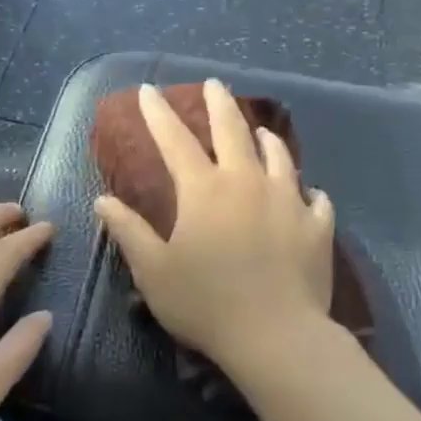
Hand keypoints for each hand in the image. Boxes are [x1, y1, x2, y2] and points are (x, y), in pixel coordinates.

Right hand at [95, 80, 334, 371]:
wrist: (276, 337)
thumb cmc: (206, 303)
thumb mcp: (154, 271)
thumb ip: (128, 231)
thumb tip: (103, 200)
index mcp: (204, 190)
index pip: (175, 140)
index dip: (158, 114)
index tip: (149, 90)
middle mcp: (247, 182)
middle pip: (233, 131)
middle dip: (219, 104)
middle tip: (214, 84)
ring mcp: (288, 201)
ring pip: (278, 156)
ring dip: (267, 139)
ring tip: (262, 132)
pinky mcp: (317, 226)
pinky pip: (315, 199)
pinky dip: (307, 192)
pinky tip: (308, 193)